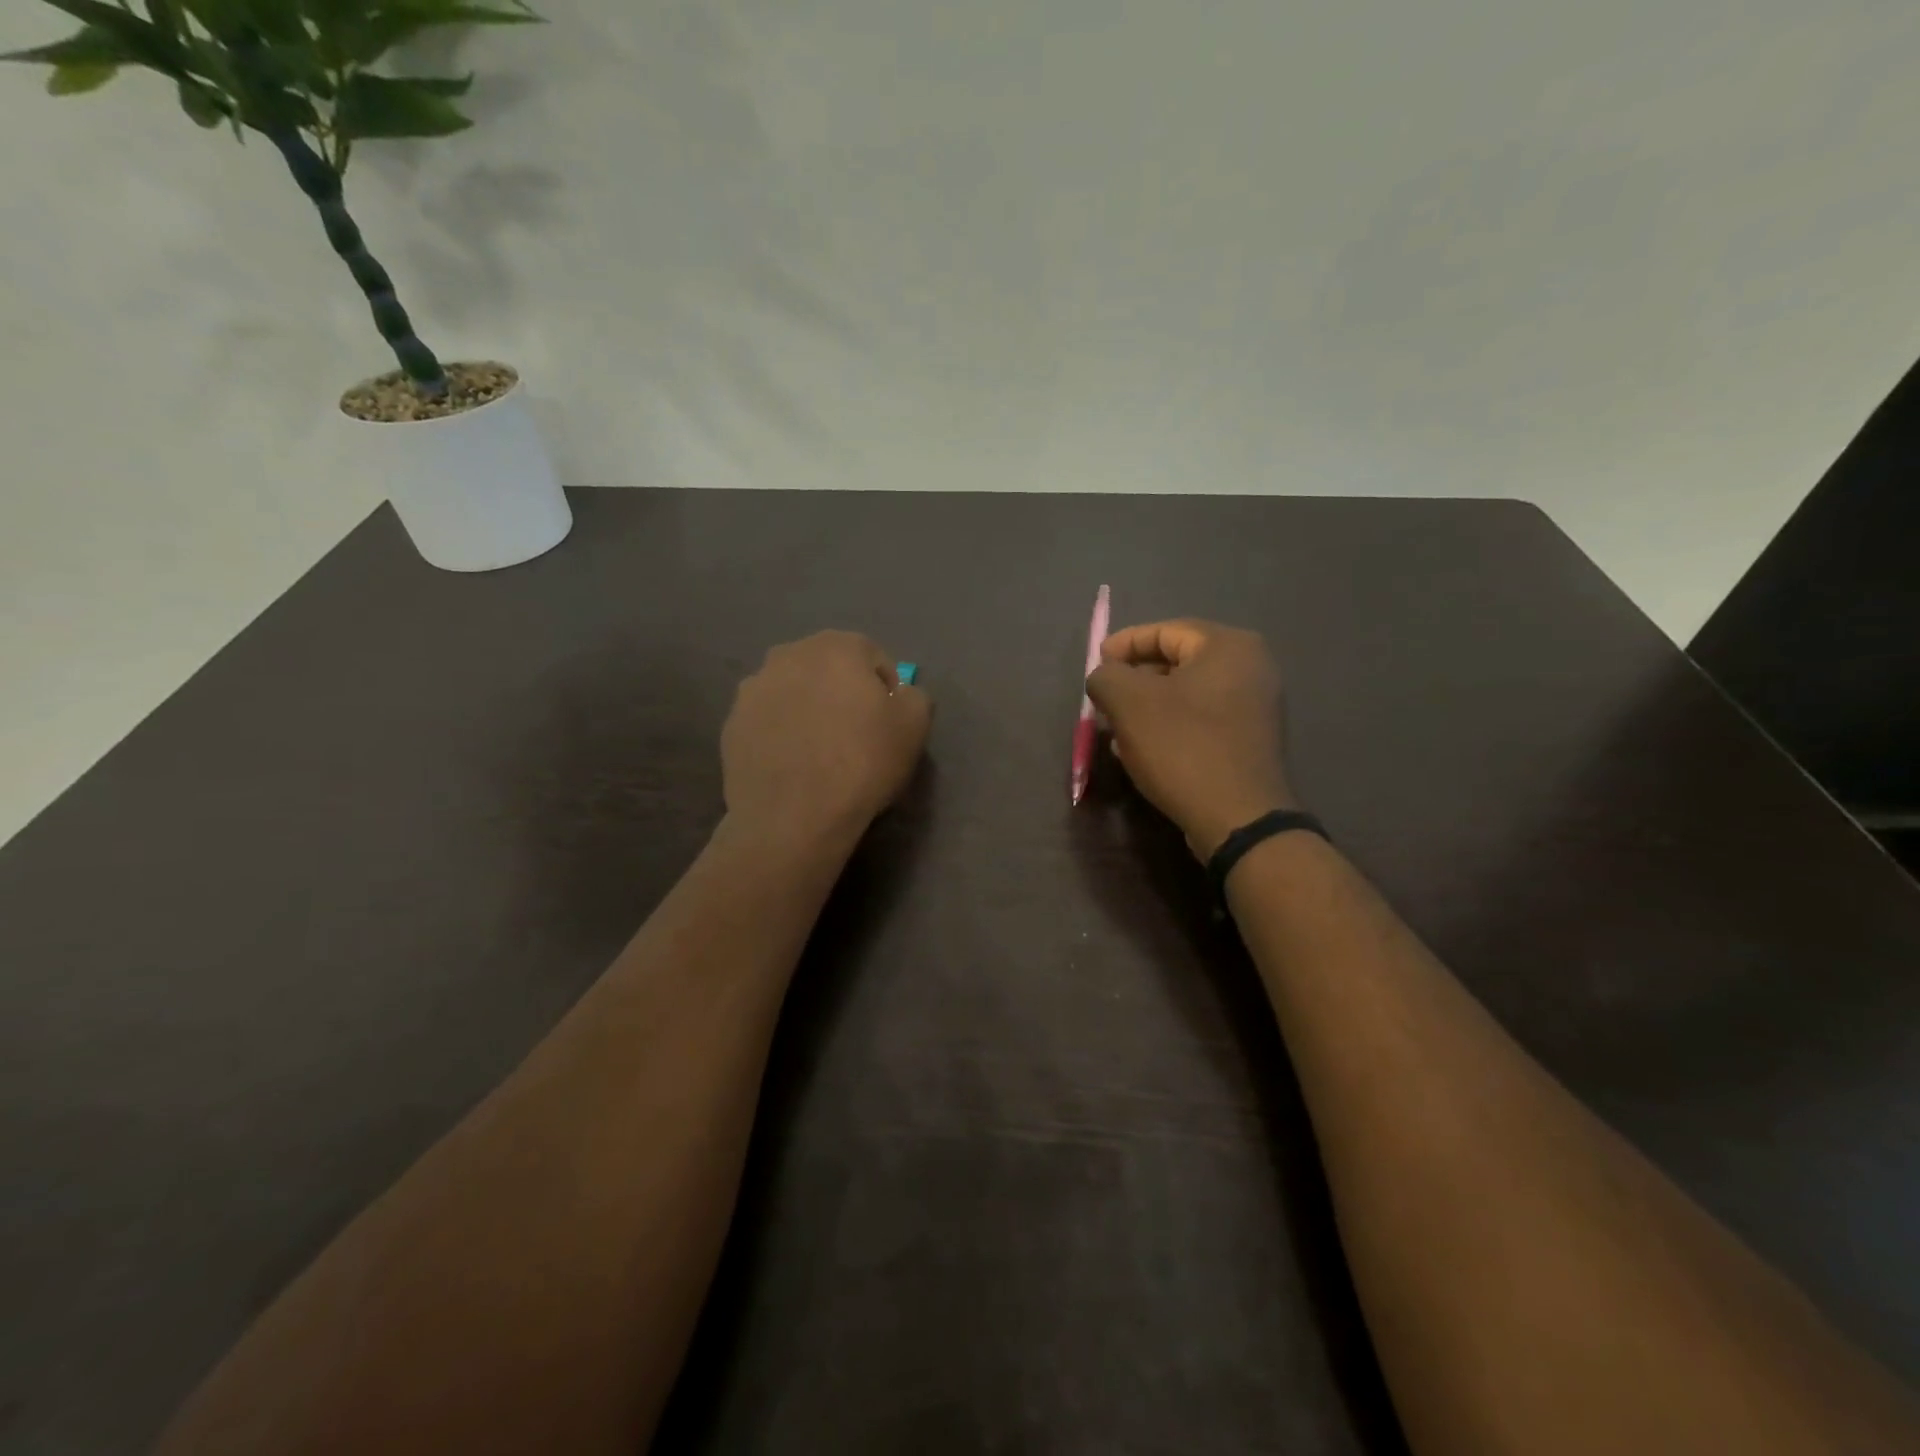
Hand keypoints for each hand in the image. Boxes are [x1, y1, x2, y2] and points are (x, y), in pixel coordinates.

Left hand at [721, 631, 930, 845]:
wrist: (793, 816)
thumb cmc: (862, 762)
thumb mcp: (915, 725)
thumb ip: (914, 695)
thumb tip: (899, 694)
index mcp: (835, 646)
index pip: (872, 657)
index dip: (886, 690)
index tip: (888, 723)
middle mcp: (788, 654)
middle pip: (827, 670)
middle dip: (842, 694)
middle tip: (855, 735)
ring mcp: (753, 689)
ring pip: (793, 693)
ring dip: (808, 711)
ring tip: (820, 753)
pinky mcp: (731, 724)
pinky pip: (768, 721)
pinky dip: (781, 734)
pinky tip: (794, 766)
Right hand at [1085, 619, 1293, 859]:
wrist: (1239, 818)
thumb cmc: (1183, 747)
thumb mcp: (1129, 703)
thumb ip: (1106, 676)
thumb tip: (1104, 676)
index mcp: (1228, 646)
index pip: (1164, 631)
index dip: (1123, 645)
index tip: (1096, 665)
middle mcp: (1251, 668)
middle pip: (1177, 662)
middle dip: (1134, 679)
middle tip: (1103, 700)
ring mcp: (1255, 706)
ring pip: (1186, 694)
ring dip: (1147, 707)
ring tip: (1115, 729)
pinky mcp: (1250, 740)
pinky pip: (1200, 720)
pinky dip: (1169, 727)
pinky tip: (1142, 750)